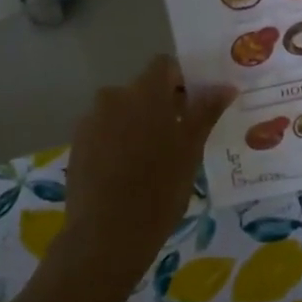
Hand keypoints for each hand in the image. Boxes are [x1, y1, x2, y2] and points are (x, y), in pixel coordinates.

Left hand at [60, 56, 233, 284]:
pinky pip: (105, 131)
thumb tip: (225, 86)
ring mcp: (90, 121)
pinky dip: (119, 142)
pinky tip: (129, 172)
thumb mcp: (190, 151)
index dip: (182, 80)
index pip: (164, 66)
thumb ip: (205, 112)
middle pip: (142, 90)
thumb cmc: (159, 190)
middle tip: (180, 138)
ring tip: (154, 159)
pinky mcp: (77, 145)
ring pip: (122, 112)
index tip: (195, 106)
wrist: (106, 235)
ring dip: (139, 124)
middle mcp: (113, 97)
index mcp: (144, 93)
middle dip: (162, 106)